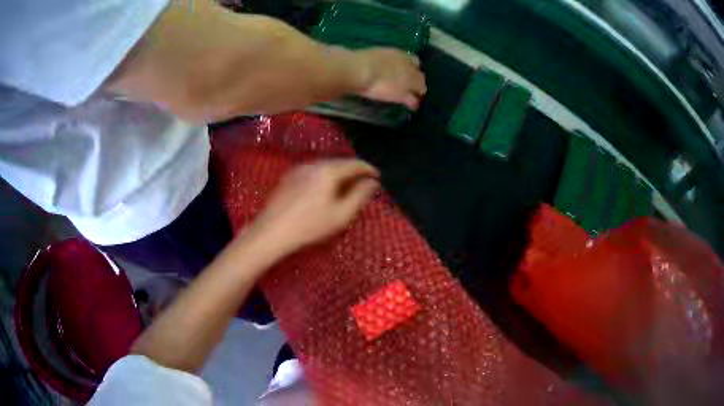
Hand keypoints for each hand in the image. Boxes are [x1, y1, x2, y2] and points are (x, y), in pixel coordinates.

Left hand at [253, 159, 379, 254]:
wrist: (272, 232)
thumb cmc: (310, 226)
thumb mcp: (341, 215)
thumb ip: (360, 196)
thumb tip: (372, 182)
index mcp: (328, 171)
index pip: (354, 163)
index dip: (368, 169)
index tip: (378, 176)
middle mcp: (313, 164)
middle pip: (339, 162)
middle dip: (353, 171)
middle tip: (363, 183)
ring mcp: (298, 169)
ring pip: (325, 166)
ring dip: (338, 174)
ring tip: (346, 187)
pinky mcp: (288, 177)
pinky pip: (312, 172)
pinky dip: (324, 177)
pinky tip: (324, 190)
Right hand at [355, 48, 426, 109]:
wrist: (363, 70)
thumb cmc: (363, 60)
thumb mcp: (377, 55)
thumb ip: (384, 60)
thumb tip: (381, 64)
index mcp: (400, 55)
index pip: (414, 61)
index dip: (412, 67)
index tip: (408, 71)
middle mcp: (408, 67)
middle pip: (420, 75)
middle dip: (417, 80)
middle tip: (412, 85)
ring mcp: (408, 81)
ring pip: (421, 88)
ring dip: (417, 92)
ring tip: (414, 98)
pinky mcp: (403, 94)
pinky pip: (413, 101)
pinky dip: (413, 104)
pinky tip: (412, 107)